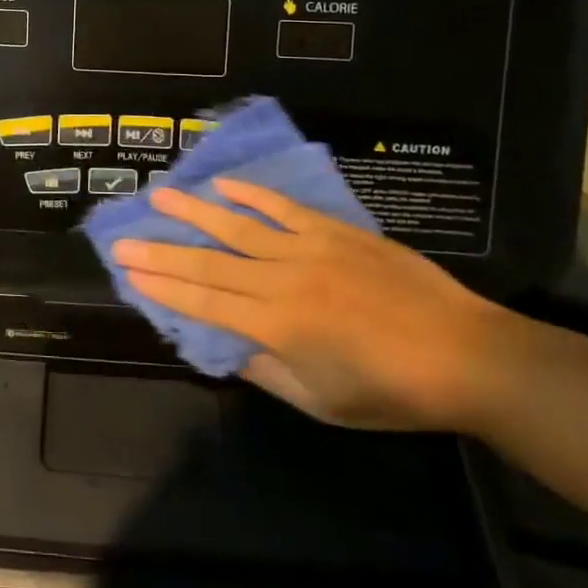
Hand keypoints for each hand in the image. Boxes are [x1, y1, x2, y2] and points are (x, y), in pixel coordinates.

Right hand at [113, 179, 511, 430]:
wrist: (465, 355)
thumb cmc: (391, 391)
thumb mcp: (322, 402)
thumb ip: (267, 371)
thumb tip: (224, 347)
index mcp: (276, 326)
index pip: (203, 302)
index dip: (162, 288)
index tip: (128, 273)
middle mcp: (282, 281)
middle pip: (209, 262)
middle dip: (161, 251)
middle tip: (122, 238)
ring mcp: (308, 250)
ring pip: (238, 227)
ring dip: (194, 212)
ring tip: (159, 196)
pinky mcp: (335, 232)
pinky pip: (284, 208)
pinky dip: (251, 196)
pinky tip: (224, 185)